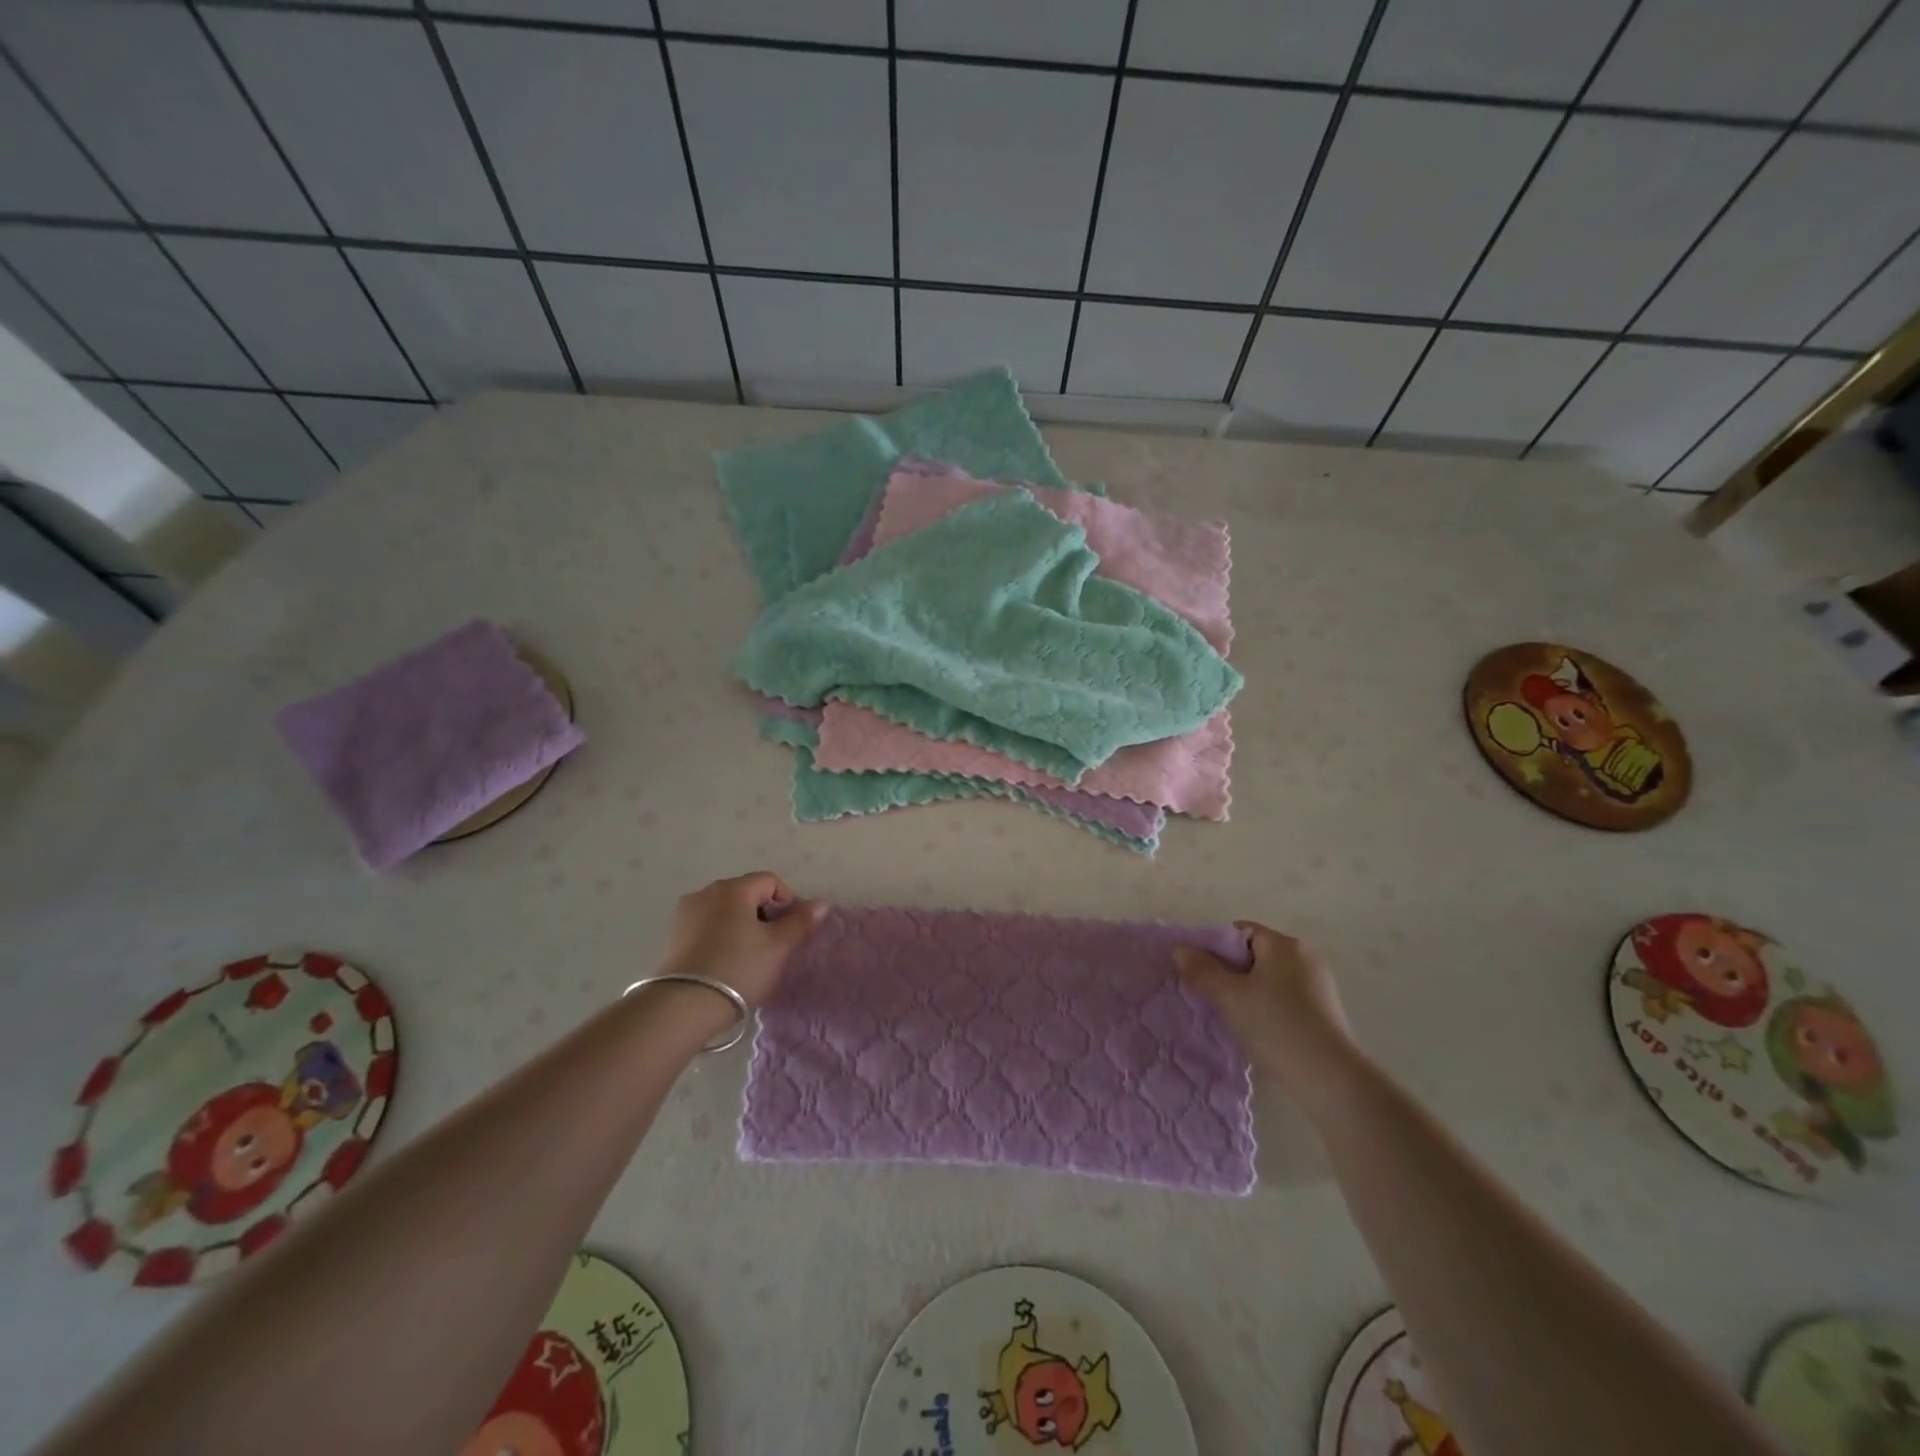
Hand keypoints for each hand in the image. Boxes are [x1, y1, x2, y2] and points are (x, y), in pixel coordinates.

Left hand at [658, 871, 829, 1007]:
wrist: (683, 1006)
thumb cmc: (739, 968)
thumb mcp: (778, 946)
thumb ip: (801, 921)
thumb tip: (820, 904)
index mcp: (733, 888)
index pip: (770, 882)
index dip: (788, 902)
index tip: (792, 931)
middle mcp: (706, 892)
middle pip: (746, 894)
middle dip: (764, 915)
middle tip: (773, 947)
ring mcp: (685, 914)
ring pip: (725, 912)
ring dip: (742, 927)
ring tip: (749, 958)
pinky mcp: (672, 936)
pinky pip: (706, 927)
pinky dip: (721, 938)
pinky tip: (725, 964)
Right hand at [1174, 921, 1363, 1110]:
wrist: (1331, 1080)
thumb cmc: (1276, 1026)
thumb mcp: (1229, 997)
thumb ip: (1201, 970)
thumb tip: (1180, 949)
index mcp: (1283, 944)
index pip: (1239, 932)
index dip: (1215, 948)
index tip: (1201, 974)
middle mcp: (1305, 957)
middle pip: (1254, 954)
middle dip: (1230, 972)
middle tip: (1212, 997)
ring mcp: (1318, 985)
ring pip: (1268, 979)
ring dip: (1247, 993)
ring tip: (1232, 1018)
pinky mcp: (1324, 1012)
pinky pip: (1284, 998)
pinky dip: (1268, 1008)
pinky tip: (1259, 1031)